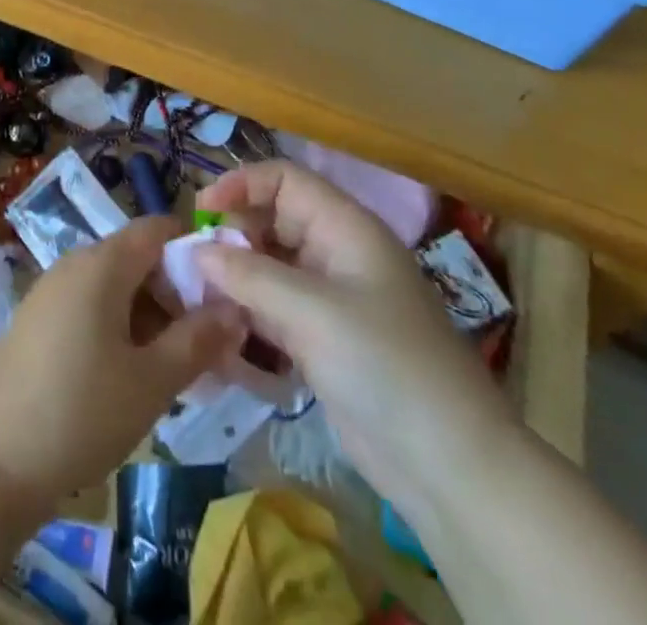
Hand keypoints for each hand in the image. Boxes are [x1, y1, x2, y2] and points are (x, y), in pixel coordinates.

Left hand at [0, 217, 245, 507]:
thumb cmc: (81, 413)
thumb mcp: (152, 381)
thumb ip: (198, 340)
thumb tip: (236, 308)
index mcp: (102, 263)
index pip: (158, 231)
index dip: (195, 253)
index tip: (224, 296)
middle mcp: (74, 263)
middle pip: (137, 259)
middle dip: (176, 294)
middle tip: (208, 345)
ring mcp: (51, 290)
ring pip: (115, 286)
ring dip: (150, 316)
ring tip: (176, 367)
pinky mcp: (37, 319)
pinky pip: (90, 306)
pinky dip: (119, 327)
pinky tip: (132, 374)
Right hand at [194, 163, 516, 514]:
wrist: (452, 467)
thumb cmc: (385, 365)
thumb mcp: (313, 312)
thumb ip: (249, 275)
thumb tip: (196, 250)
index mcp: (345, 228)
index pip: (285, 180)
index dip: (242, 185)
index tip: (201, 212)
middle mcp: (336, 254)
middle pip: (272, 222)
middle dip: (232, 237)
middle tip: (195, 267)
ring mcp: (330, 300)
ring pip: (269, 269)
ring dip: (234, 280)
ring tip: (197, 301)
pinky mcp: (323, 341)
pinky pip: (274, 311)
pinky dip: (247, 316)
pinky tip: (220, 334)